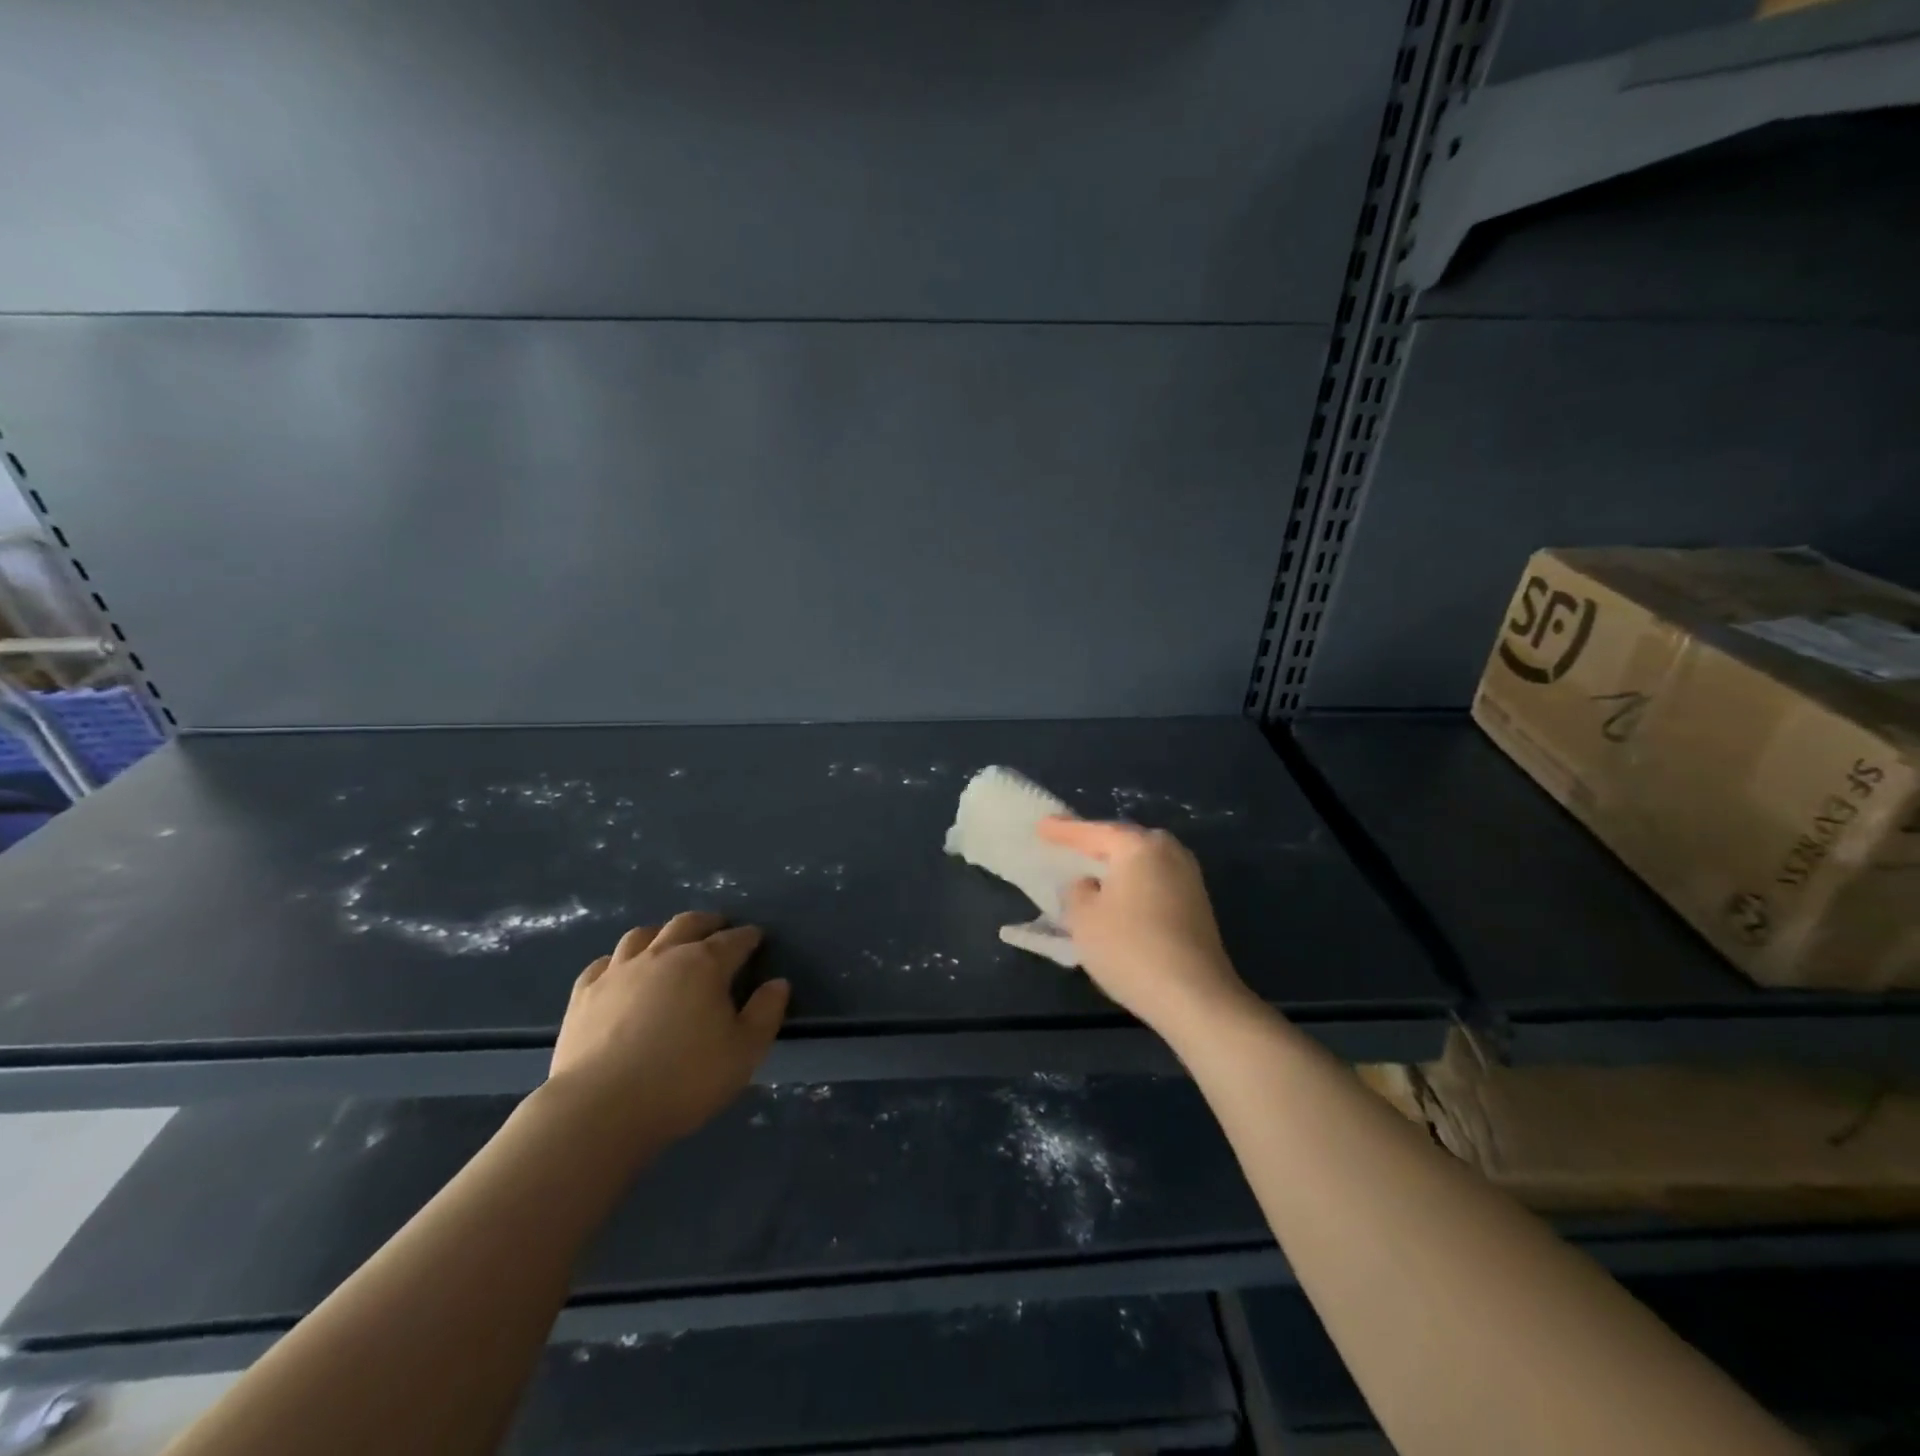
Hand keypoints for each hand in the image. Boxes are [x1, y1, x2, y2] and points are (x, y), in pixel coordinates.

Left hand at [545, 912, 789, 1145]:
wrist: (599, 1109)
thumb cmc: (684, 1080)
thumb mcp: (744, 1052)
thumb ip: (766, 1013)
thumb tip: (778, 983)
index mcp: (705, 964)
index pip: (734, 940)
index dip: (749, 937)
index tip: (757, 938)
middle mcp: (662, 955)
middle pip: (687, 924)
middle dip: (708, 922)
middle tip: (718, 928)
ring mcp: (618, 972)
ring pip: (642, 935)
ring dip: (662, 934)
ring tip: (670, 944)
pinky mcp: (583, 994)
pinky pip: (603, 963)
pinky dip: (619, 961)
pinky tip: (621, 972)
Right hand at [1037, 818, 1251, 1036]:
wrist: (1195, 997)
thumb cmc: (1131, 949)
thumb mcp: (1084, 919)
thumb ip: (1075, 891)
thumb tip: (1087, 884)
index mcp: (1140, 846)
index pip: (1093, 832)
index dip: (1063, 831)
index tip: (1041, 826)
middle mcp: (1169, 852)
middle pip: (1122, 841)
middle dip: (1094, 844)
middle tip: (1066, 845)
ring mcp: (1188, 878)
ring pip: (1141, 862)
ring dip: (1115, 866)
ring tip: (1089, 870)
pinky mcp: (1197, 905)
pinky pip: (1153, 882)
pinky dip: (1132, 884)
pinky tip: (1117, 897)